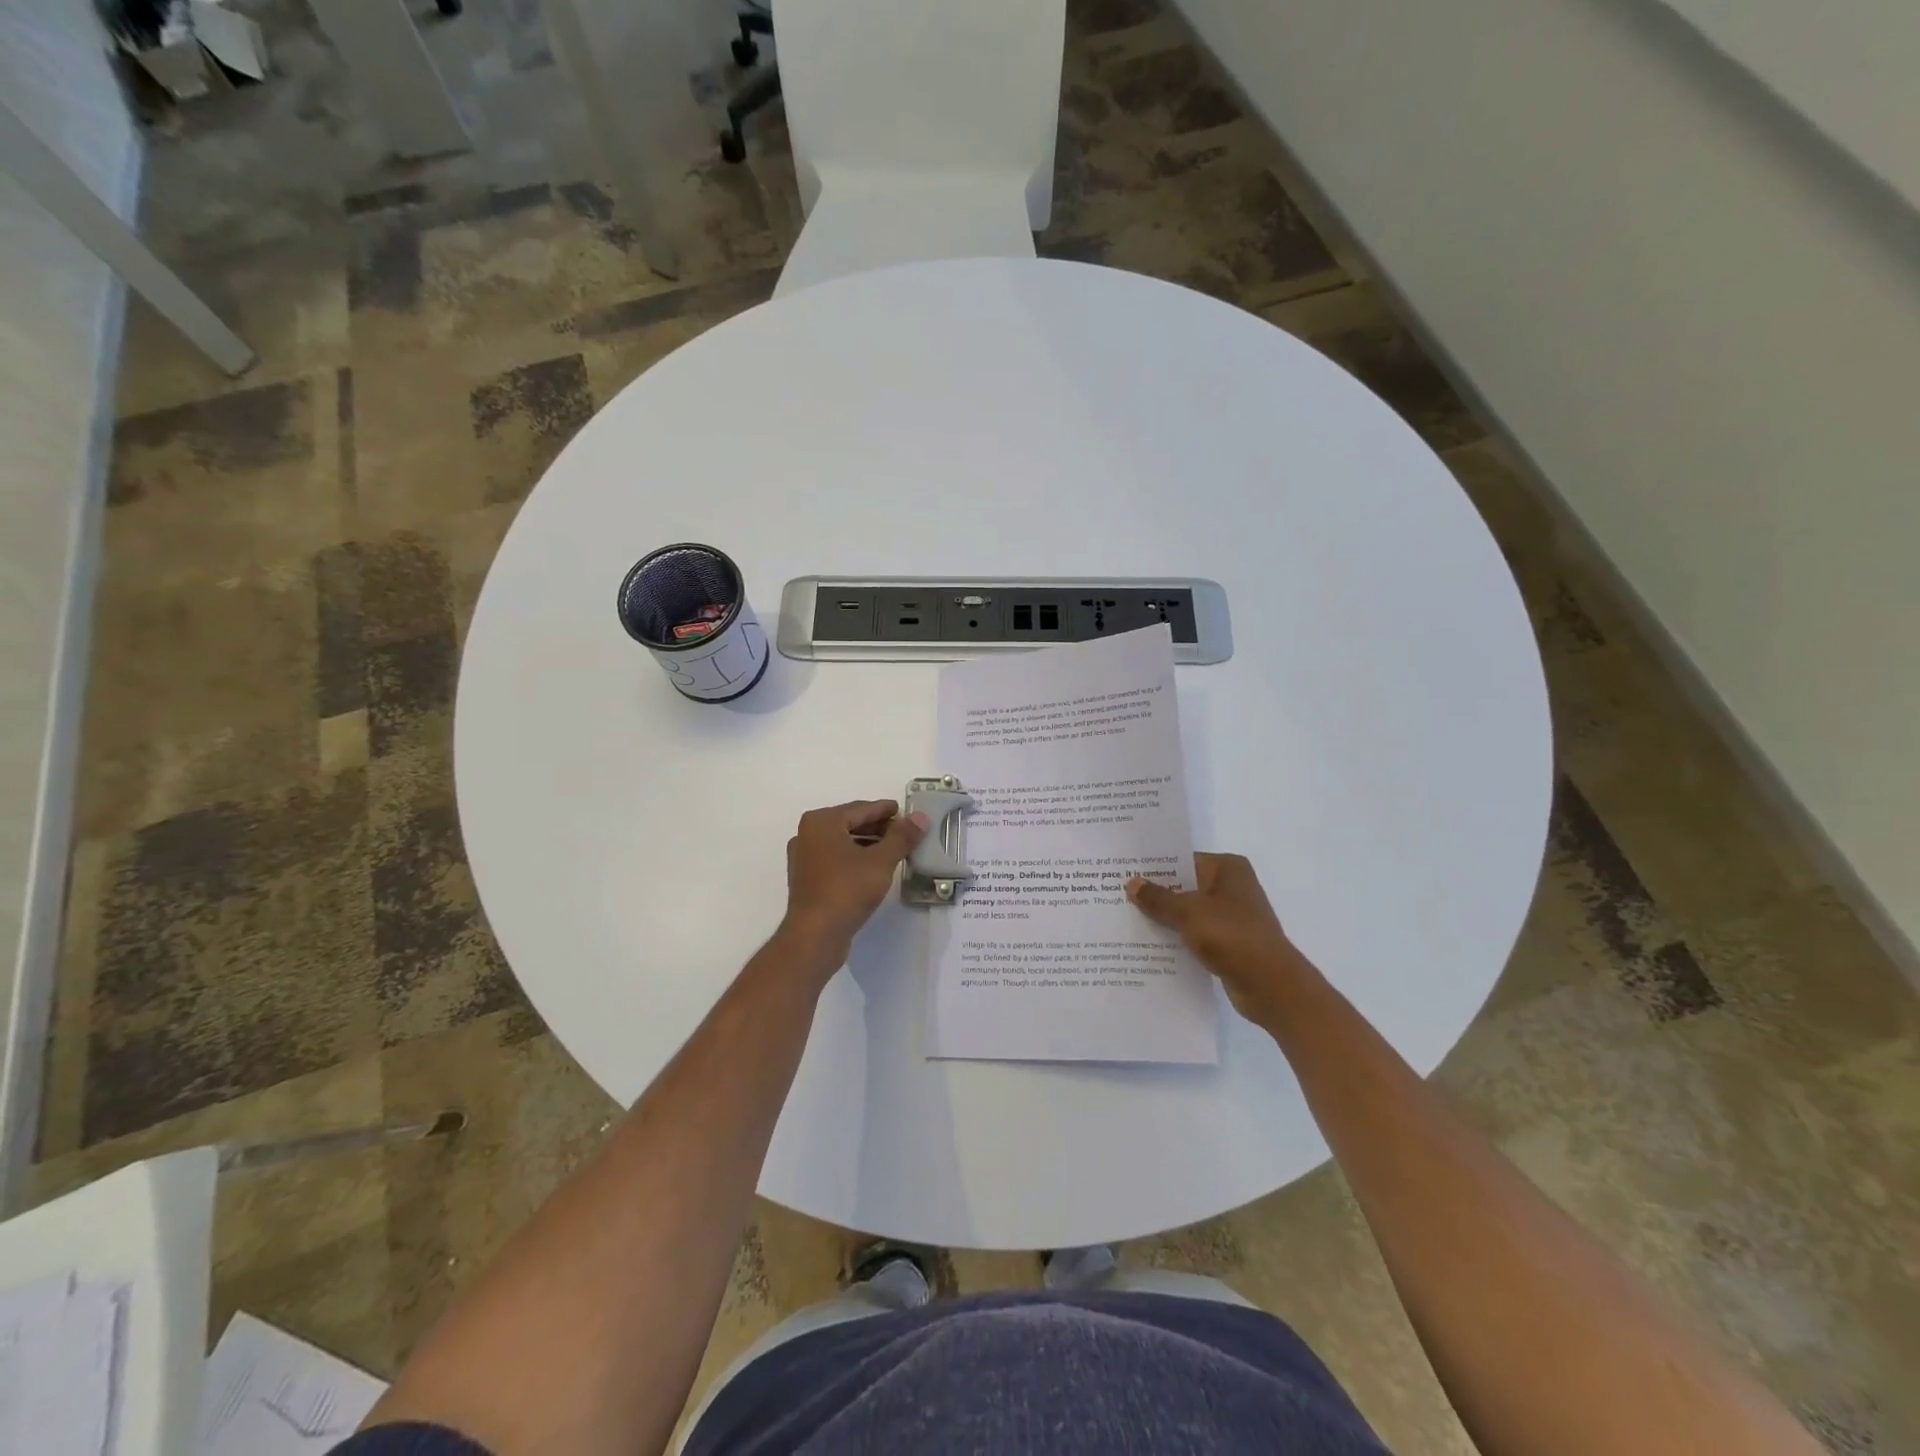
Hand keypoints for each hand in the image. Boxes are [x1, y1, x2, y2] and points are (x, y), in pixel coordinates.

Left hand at [780, 800, 927, 960]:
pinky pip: (835, 858)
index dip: (885, 810)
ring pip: (842, 842)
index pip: (860, 809)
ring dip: (867, 843)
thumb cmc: (847, 889)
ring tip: (893, 850)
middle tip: (903, 832)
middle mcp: (807, 834)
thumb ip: (902, 837)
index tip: (904, 811)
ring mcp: (804, 858)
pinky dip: (854, 858)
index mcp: (821, 822)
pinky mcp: (806, 879)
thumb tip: (920, 817)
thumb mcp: (881, 861)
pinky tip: (873, 868)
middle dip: (877, 827)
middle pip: (849, 823)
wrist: (815, 935)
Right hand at [1126, 853, 1313, 1022]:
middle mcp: (1232, 887)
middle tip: (1117, 894)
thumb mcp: (1188, 912)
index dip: (1154, 866)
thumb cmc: (1232, 936)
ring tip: (1126, 919)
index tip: (1124, 871)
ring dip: (1164, 918)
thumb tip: (1132, 883)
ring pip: (1188, 911)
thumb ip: (1158, 898)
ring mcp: (1232, 916)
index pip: (1183, 860)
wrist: (1271, 985)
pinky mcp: (1229, 942)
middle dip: (1155, 893)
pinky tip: (1149, 945)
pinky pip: (1195, 934)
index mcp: (1227, 868)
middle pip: (1184, 885)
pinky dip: (1177, 938)